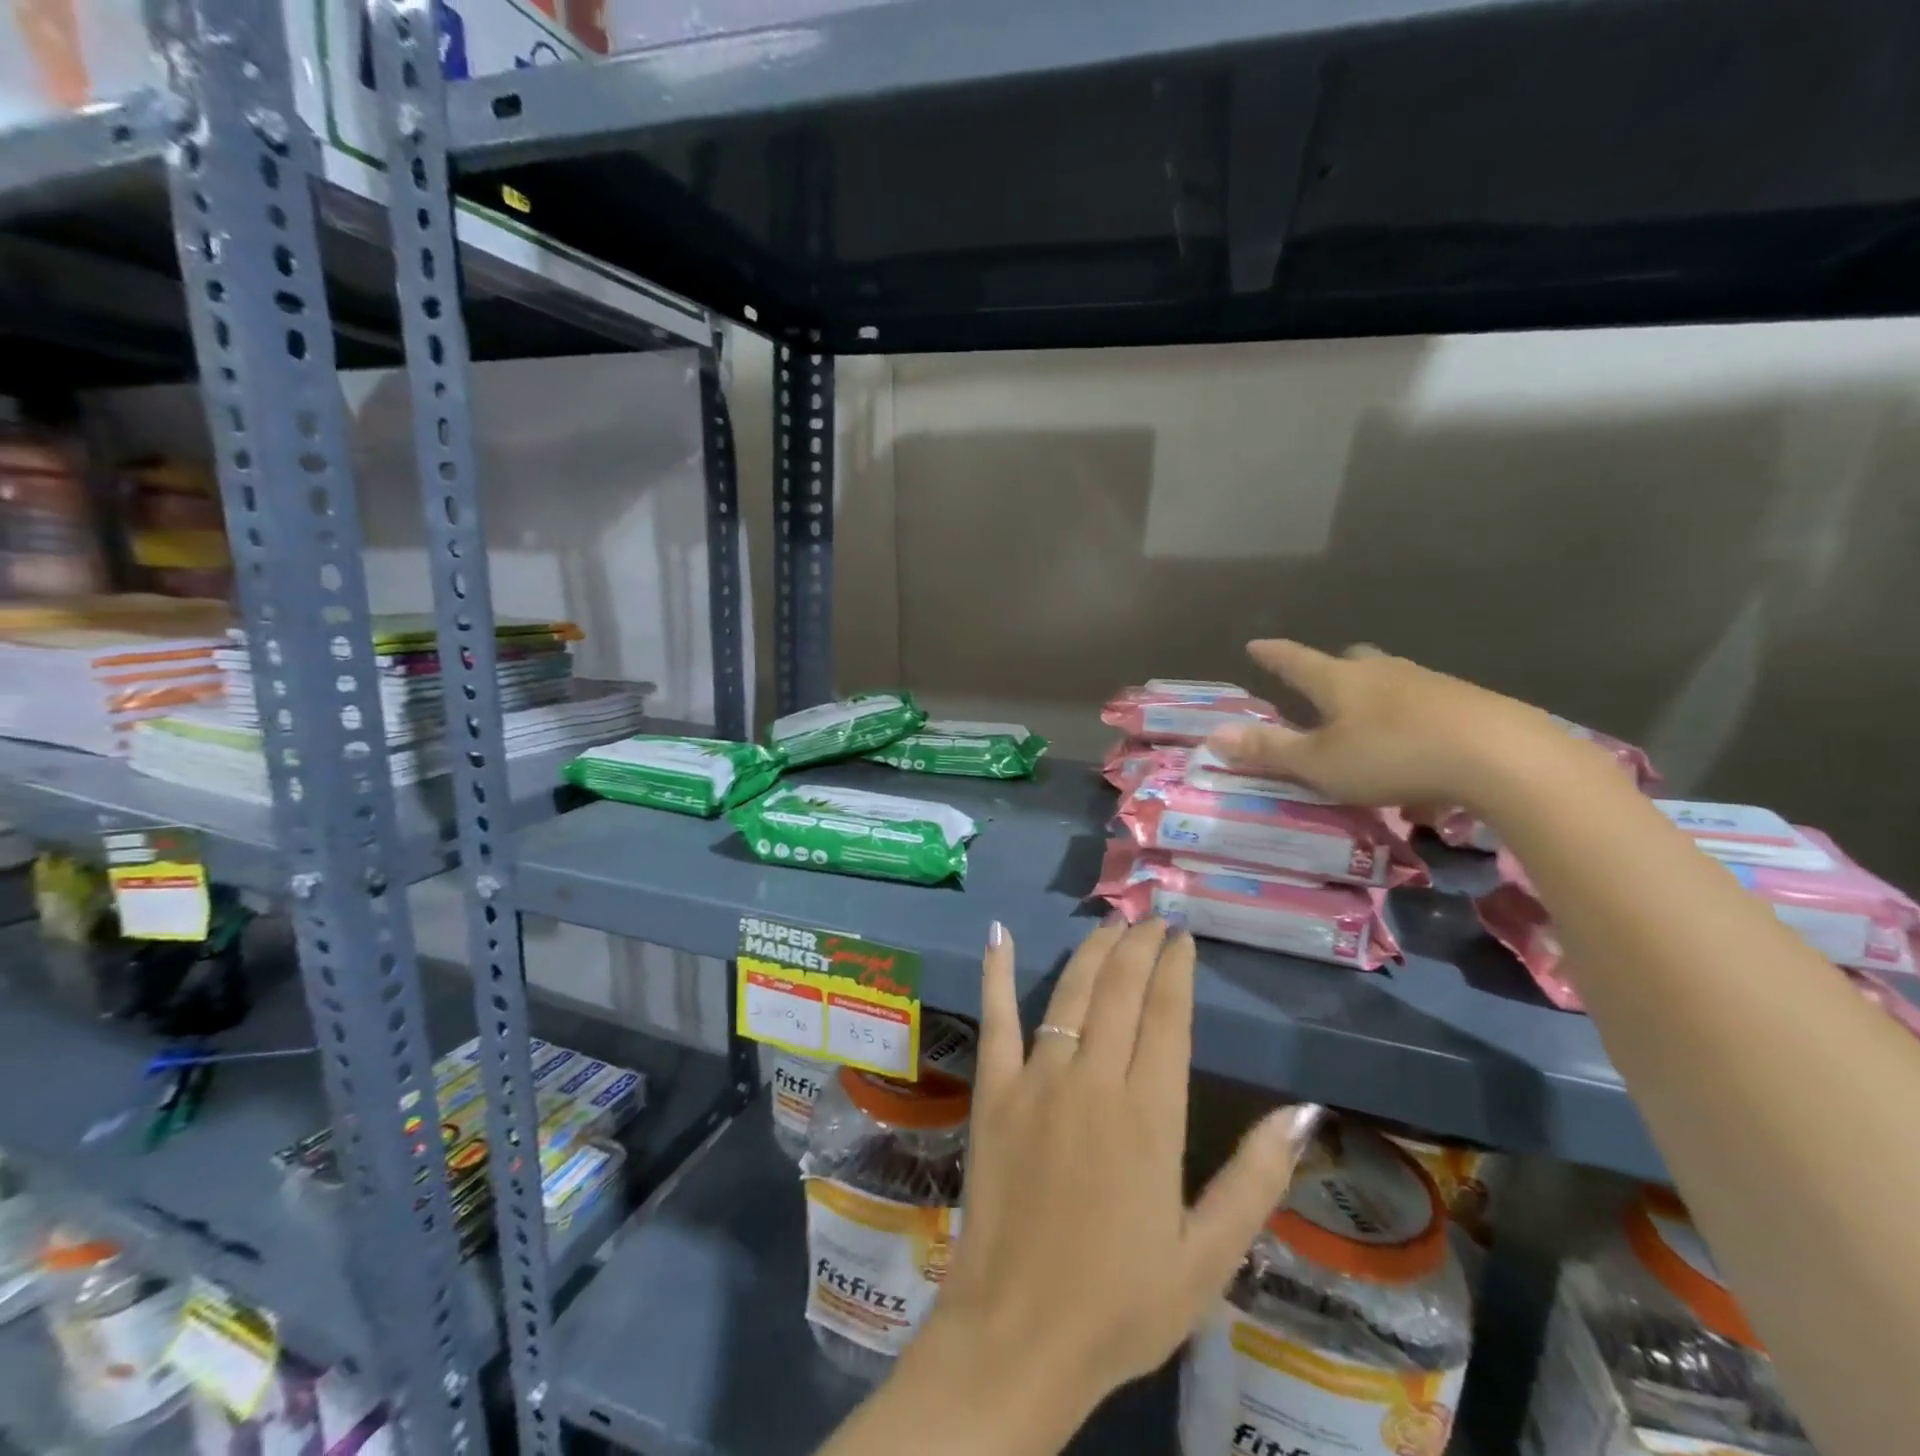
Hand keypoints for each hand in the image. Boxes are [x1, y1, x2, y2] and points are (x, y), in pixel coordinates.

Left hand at [903, 917, 1323, 1440]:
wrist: (1019, 1334)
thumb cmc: (1120, 1303)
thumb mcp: (1207, 1257)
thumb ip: (1255, 1179)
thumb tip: (1302, 1111)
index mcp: (1150, 1116)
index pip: (1168, 1017)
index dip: (1175, 970)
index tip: (1182, 937)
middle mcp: (1094, 1081)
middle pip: (1120, 991)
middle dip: (1139, 946)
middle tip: (1151, 916)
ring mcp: (1037, 1081)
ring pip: (1070, 994)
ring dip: (1092, 952)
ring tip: (1110, 921)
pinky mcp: (993, 1092)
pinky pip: (995, 1020)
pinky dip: (997, 973)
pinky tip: (998, 933)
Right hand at [1207, 639, 1571, 810]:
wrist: (1503, 758)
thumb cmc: (1393, 756)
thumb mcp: (1320, 762)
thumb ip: (1269, 749)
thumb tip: (1213, 735)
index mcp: (1341, 681)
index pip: (1296, 661)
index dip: (1274, 655)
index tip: (1256, 644)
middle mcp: (1384, 673)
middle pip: (1352, 661)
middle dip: (1332, 670)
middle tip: (1321, 684)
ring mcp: (1431, 685)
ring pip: (1392, 682)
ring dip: (1374, 699)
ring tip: (1368, 727)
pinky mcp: (1470, 705)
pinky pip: (1428, 708)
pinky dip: (1412, 724)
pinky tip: (1418, 755)